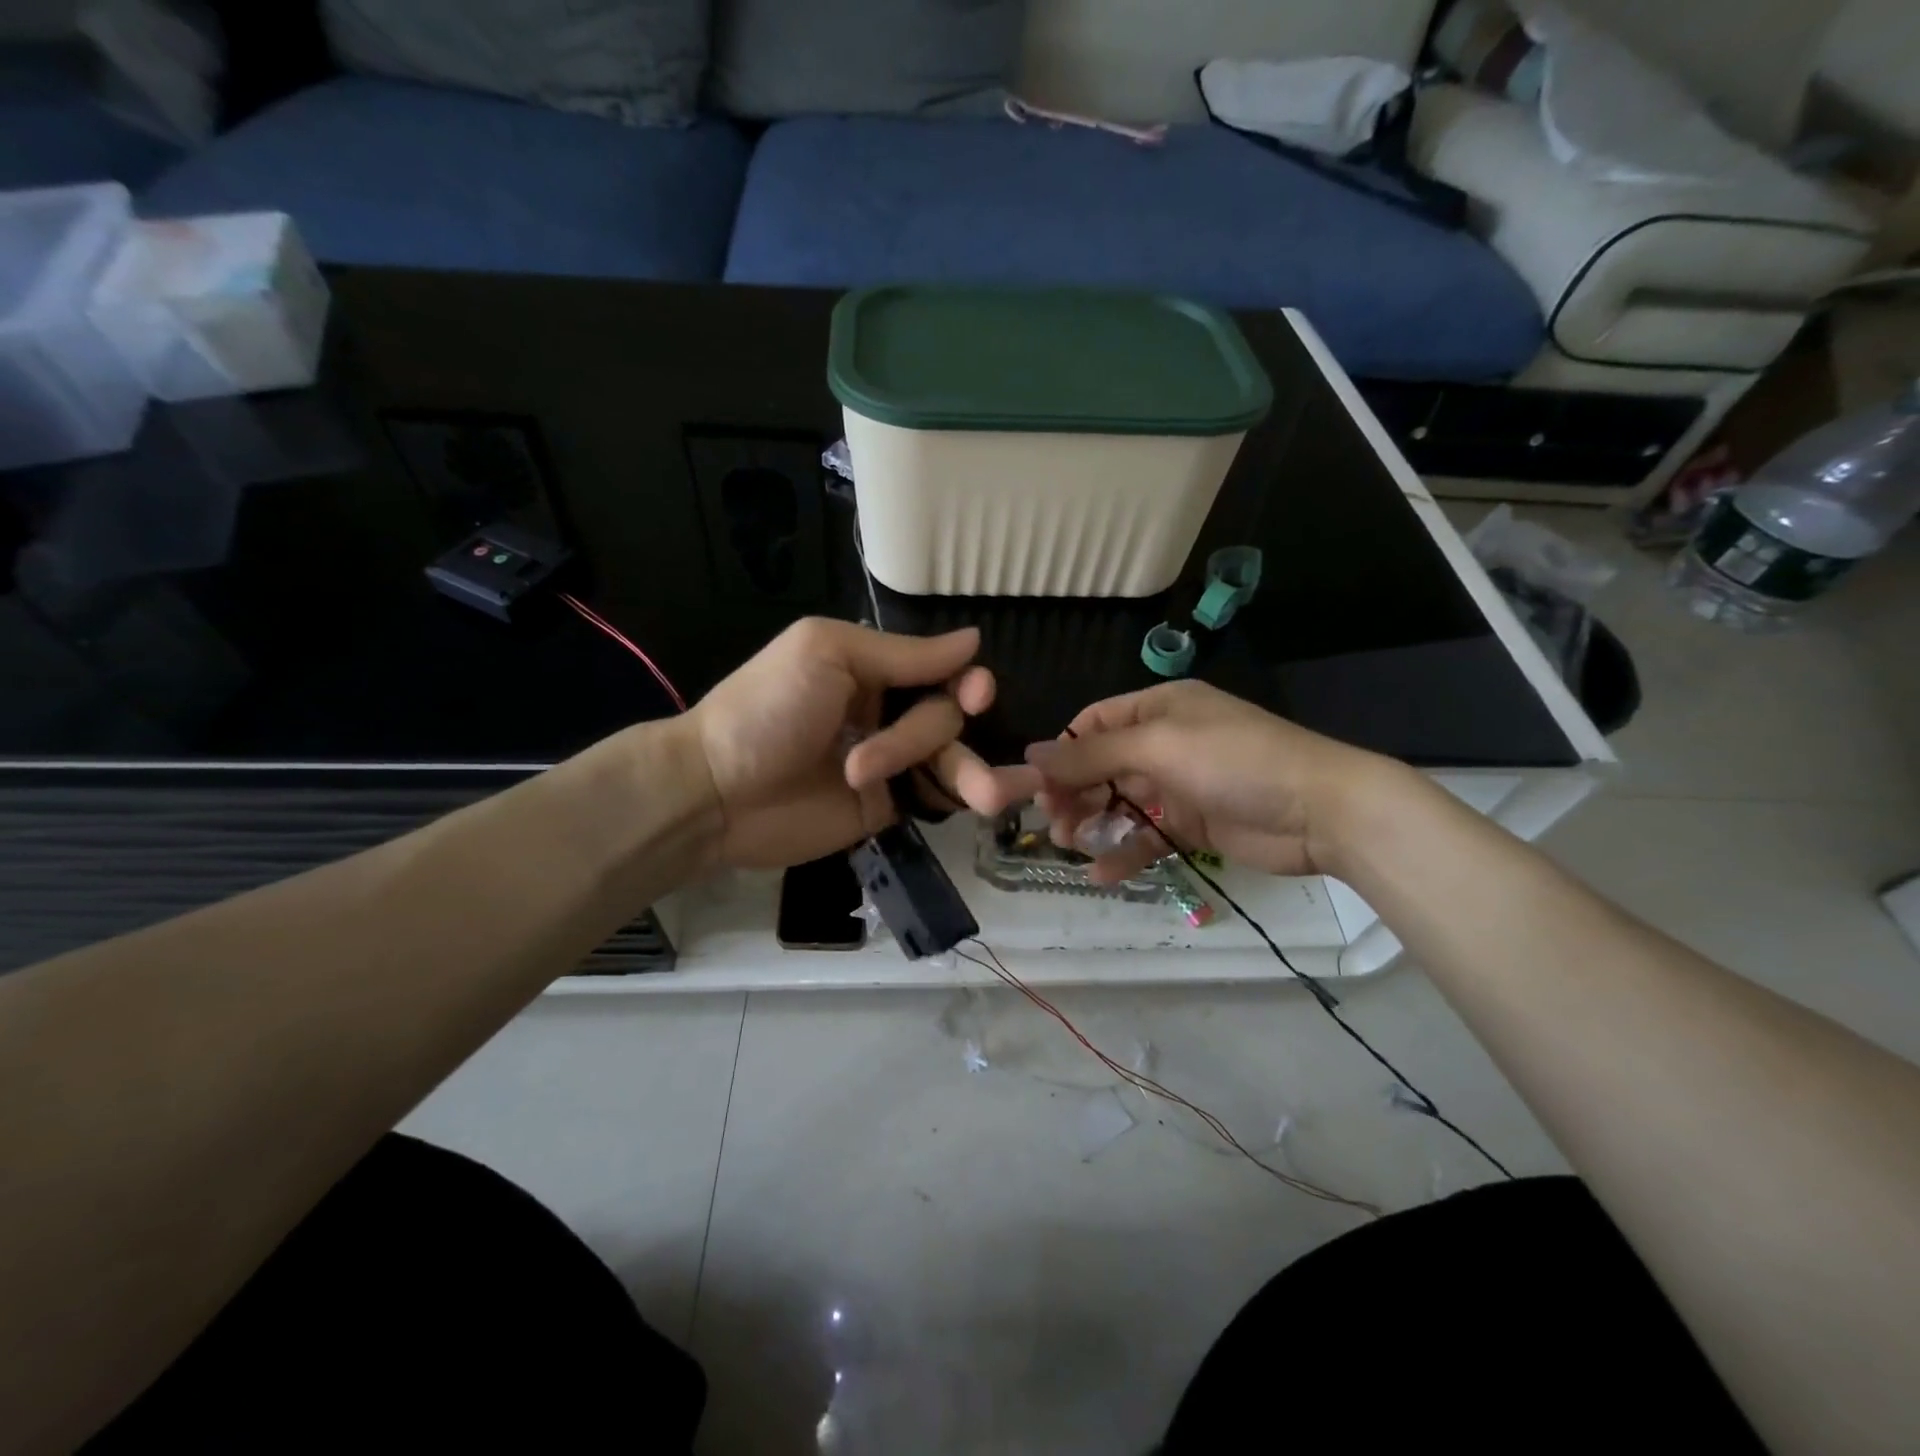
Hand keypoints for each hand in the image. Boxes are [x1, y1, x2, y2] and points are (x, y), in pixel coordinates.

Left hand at [689, 618, 1039, 870]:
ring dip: (973, 773)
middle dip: (936, 736)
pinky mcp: (888, 806)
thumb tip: (973, 640)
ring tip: (993, 796)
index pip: (940, 670)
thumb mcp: (828, 655)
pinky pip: (937, 797)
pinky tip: (995, 801)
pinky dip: (965, 796)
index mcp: (873, 668)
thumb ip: (903, 654)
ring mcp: (890, 762)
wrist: (716, 791)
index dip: (965, 682)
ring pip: (952, 759)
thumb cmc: (766, 709)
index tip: (975, 695)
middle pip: (946, 717)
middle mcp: (888, 711)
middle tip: (894, 758)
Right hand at [1025, 680, 1391, 881]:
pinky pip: (1147, 837)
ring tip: (1070, 845)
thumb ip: (1092, 754)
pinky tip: (1102, 876)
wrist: (1321, 811)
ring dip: (1092, 823)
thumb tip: (1031, 754)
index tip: (1036, 786)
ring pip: (1120, 803)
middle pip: (1101, 766)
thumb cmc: (1235, 761)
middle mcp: (1165, 743)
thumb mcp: (1158, 747)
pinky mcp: (1194, 826)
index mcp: (1158, 709)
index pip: (1094, 725)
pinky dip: (1124, 853)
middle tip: (1052, 824)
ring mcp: (1180, 786)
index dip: (1063, 753)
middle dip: (1073, 793)